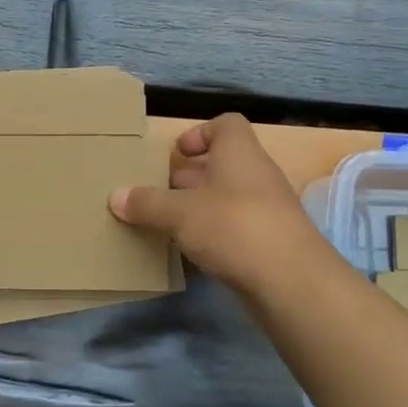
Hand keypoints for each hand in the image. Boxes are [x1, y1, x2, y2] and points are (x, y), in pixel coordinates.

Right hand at [109, 114, 331, 299]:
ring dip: (198, 208)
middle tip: (157, 193)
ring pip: (226, 198)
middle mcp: (256, 174)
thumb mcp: (179, 213)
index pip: (225, 124)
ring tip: (166, 224)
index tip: (176, 154)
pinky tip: (191, 252)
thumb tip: (115, 196)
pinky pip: (236, 228)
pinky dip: (214, 235)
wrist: (292, 282)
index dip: (200, 133)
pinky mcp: (270, 242)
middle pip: (221, 164)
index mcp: (239, 152)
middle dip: (189, 177)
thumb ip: (147, 203)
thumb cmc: (233, 227)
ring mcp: (267, 209)